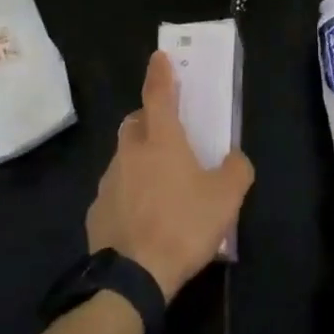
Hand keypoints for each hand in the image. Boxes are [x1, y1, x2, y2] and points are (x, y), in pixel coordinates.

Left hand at [86, 51, 253, 299]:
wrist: (133, 277)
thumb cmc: (183, 226)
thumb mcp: (227, 198)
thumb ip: (236, 170)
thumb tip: (235, 159)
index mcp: (161, 141)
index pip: (158, 95)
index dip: (160, 73)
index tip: (159, 56)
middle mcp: (130, 152)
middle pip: (135, 122)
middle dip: (149, 118)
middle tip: (167, 131)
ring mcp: (108, 181)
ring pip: (124, 157)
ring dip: (139, 159)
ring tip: (161, 185)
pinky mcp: (96, 210)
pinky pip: (115, 190)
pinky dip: (129, 192)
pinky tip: (143, 216)